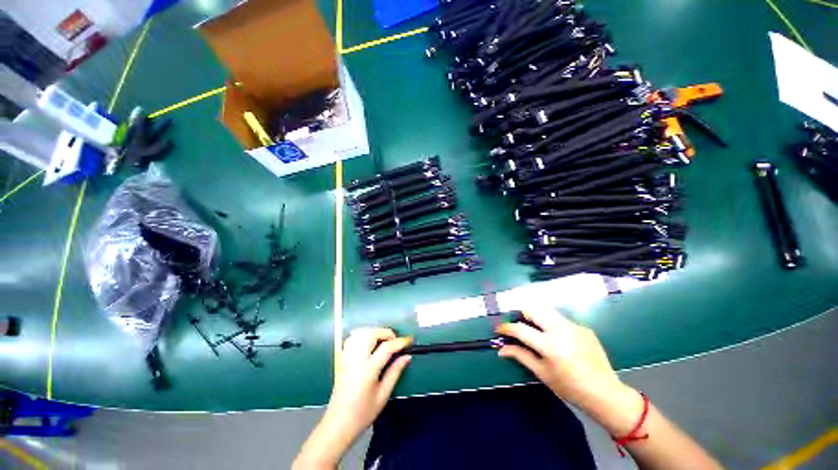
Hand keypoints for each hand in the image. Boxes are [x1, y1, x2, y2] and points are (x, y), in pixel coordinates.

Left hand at [327, 328, 412, 434]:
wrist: (337, 425)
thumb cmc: (363, 413)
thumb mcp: (383, 395)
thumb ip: (395, 372)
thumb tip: (407, 356)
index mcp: (368, 370)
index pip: (386, 348)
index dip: (399, 342)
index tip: (408, 341)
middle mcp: (356, 360)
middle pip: (371, 334)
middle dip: (385, 333)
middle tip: (395, 341)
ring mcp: (347, 358)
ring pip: (360, 333)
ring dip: (374, 332)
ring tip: (383, 340)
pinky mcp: (342, 359)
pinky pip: (351, 339)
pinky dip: (362, 335)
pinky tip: (369, 343)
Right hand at [496, 309, 637, 424]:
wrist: (606, 394)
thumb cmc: (570, 388)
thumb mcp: (543, 373)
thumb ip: (520, 356)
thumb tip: (501, 349)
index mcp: (550, 346)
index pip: (520, 329)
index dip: (506, 328)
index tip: (500, 329)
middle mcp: (561, 330)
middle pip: (533, 309)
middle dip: (521, 314)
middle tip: (519, 326)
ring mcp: (574, 326)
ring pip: (546, 311)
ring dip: (536, 317)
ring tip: (536, 331)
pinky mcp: (583, 327)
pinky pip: (561, 320)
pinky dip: (552, 325)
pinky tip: (558, 340)